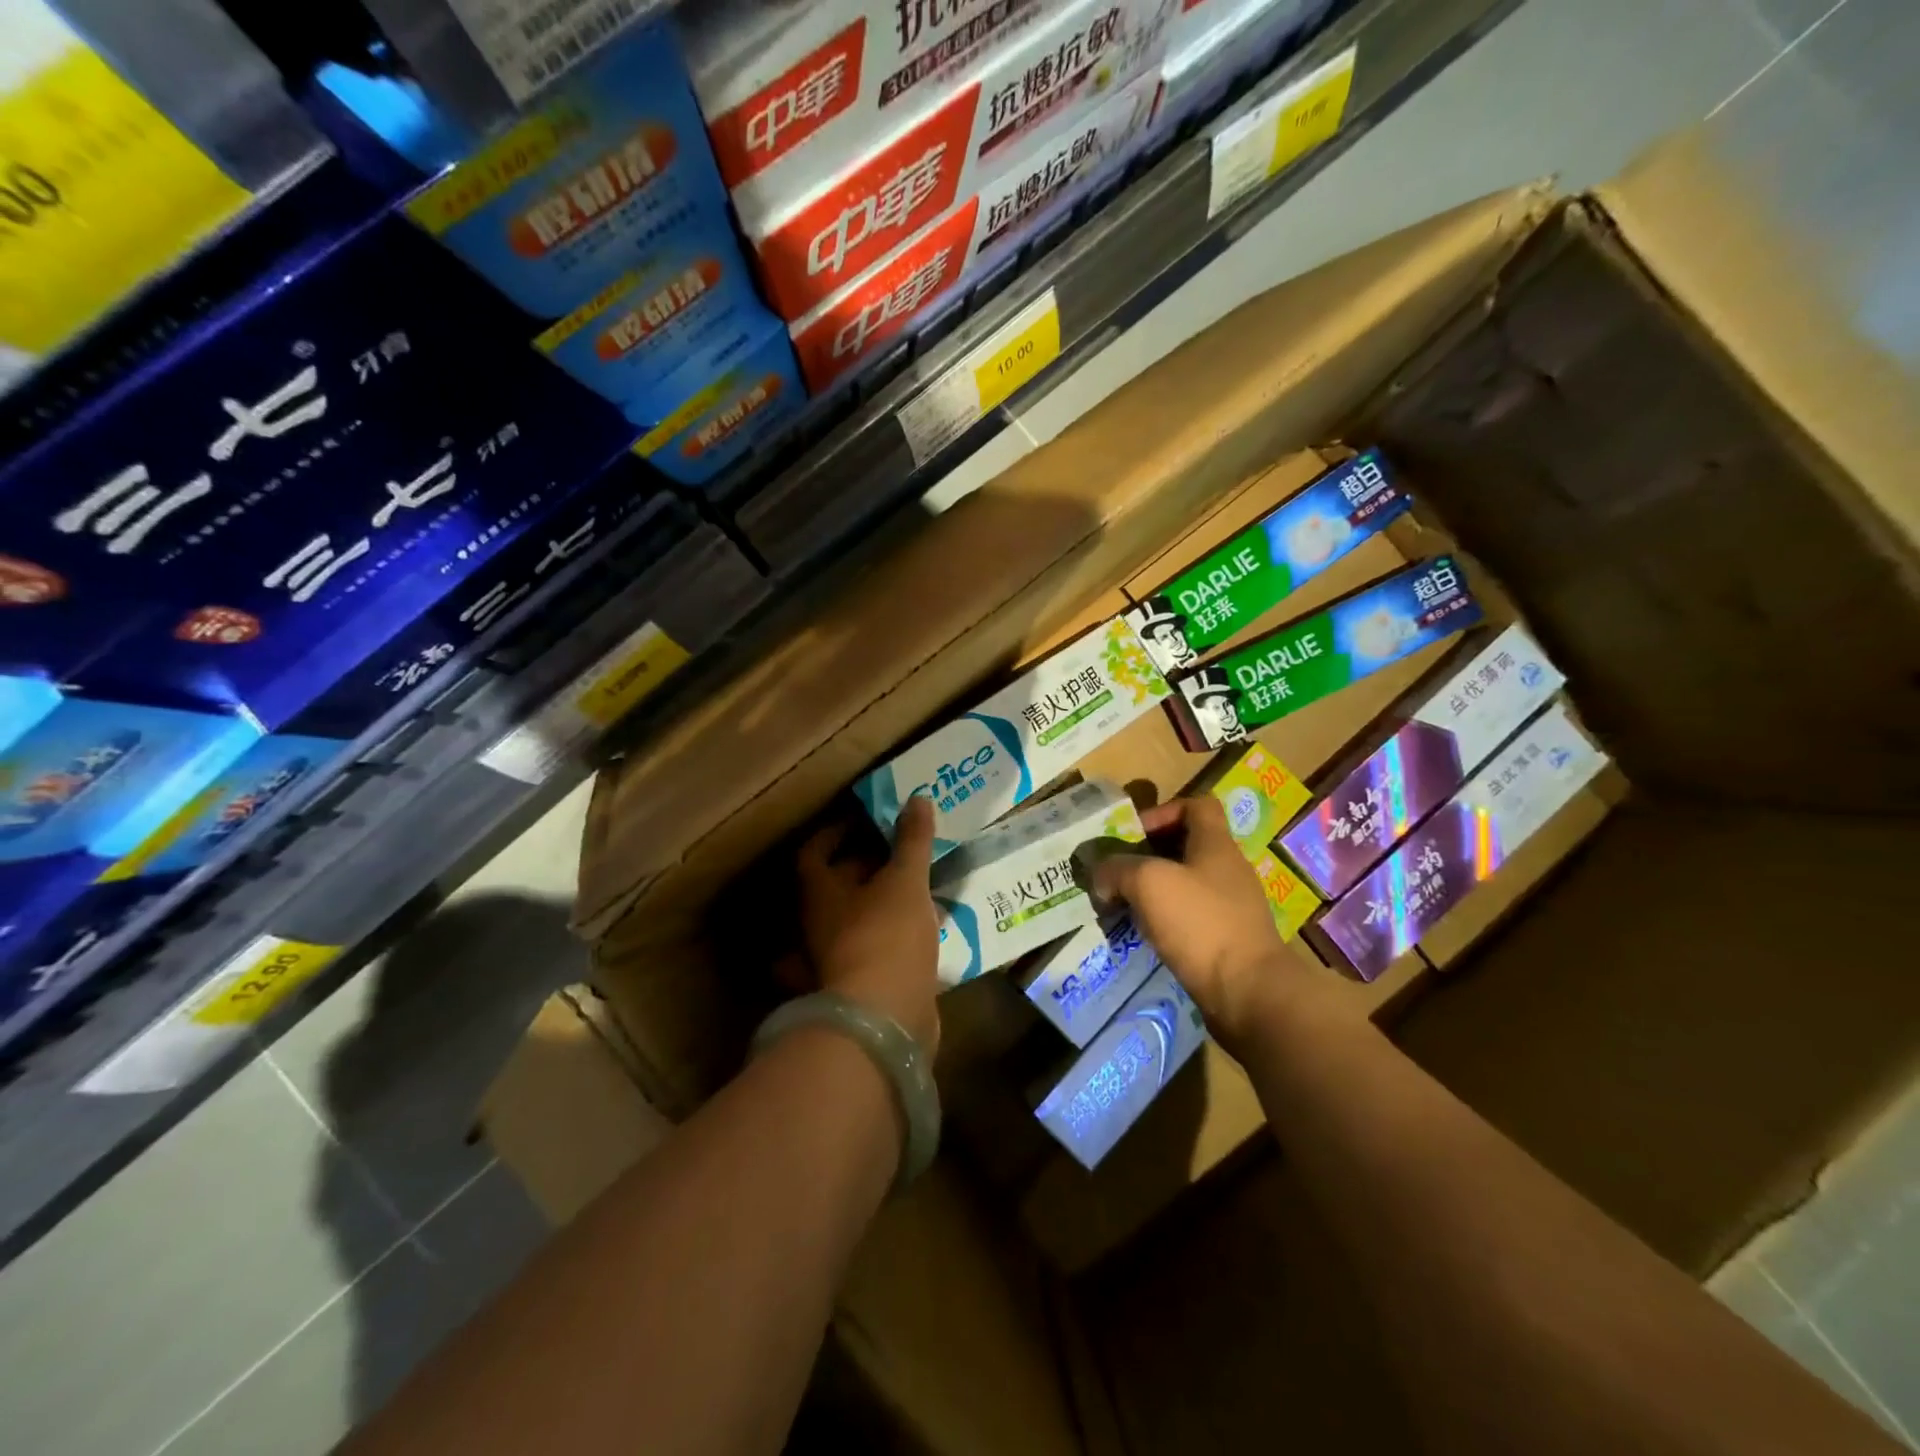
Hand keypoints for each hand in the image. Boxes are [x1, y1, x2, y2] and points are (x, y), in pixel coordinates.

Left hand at [797, 797, 941, 1054]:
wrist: (884, 1020)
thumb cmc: (886, 936)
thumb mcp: (905, 880)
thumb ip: (911, 841)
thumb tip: (918, 799)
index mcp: (820, 895)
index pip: (813, 854)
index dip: (832, 833)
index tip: (860, 820)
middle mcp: (818, 927)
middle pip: (835, 888)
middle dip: (865, 867)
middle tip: (900, 851)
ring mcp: (834, 961)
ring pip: (853, 923)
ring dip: (879, 906)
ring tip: (916, 889)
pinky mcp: (858, 988)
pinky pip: (873, 954)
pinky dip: (895, 941)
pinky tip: (925, 932)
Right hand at [1084, 795, 1324, 1049]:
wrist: (1248, 992)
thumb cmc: (1200, 923)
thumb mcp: (1148, 882)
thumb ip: (1117, 869)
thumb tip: (1101, 876)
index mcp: (1216, 844)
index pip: (1197, 805)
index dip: (1164, 810)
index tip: (1135, 834)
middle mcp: (1228, 869)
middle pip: (1187, 845)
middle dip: (1149, 855)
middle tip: (1118, 872)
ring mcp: (1231, 906)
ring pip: (1186, 883)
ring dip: (1154, 890)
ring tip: (1124, 905)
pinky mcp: (1229, 939)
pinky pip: (1192, 917)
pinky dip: (1166, 919)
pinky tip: (1146, 934)